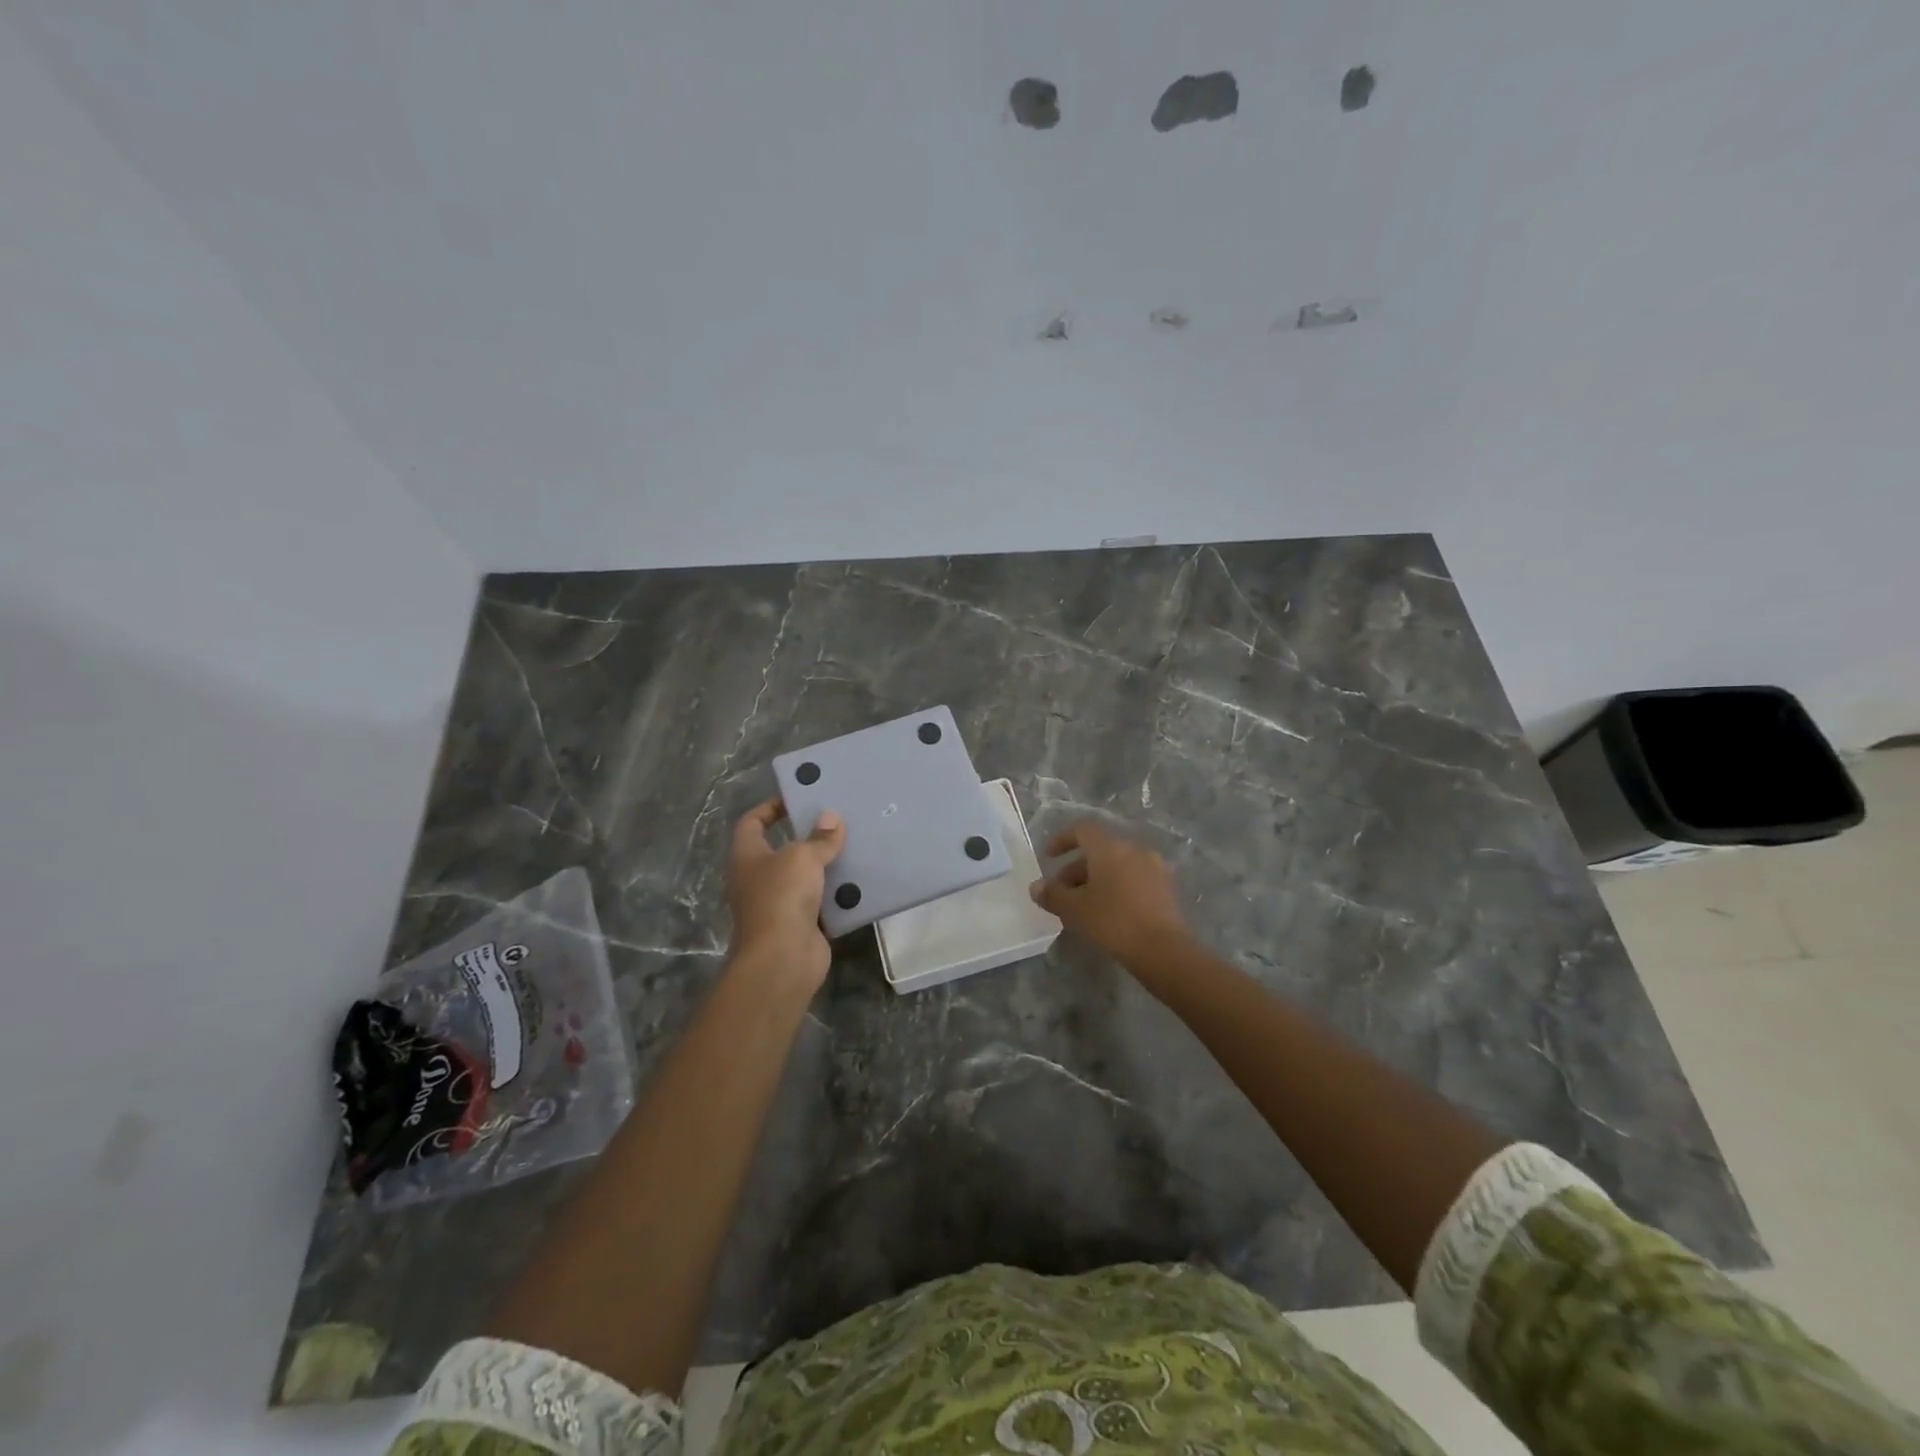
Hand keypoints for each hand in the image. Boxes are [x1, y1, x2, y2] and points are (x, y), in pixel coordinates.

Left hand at [726, 798, 845, 989]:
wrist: (782, 958)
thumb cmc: (782, 896)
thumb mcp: (802, 857)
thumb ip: (819, 838)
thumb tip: (831, 818)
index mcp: (747, 856)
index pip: (752, 822)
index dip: (770, 807)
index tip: (798, 798)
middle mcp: (758, 878)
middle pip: (782, 849)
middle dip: (807, 836)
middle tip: (836, 821)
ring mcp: (778, 904)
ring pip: (804, 877)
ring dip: (826, 865)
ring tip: (854, 845)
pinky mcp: (800, 924)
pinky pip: (820, 902)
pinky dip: (837, 893)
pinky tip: (859, 880)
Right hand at [1029, 820, 1189, 965]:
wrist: (1163, 950)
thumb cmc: (1113, 921)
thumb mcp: (1075, 909)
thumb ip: (1052, 894)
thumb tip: (1036, 887)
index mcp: (1110, 848)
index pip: (1083, 829)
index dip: (1062, 839)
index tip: (1048, 857)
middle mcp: (1134, 850)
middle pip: (1099, 850)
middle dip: (1076, 869)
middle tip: (1061, 893)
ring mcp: (1154, 868)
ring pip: (1117, 866)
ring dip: (1095, 880)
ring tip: (1081, 907)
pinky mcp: (1166, 889)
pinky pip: (1133, 879)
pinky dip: (1115, 888)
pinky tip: (1106, 913)